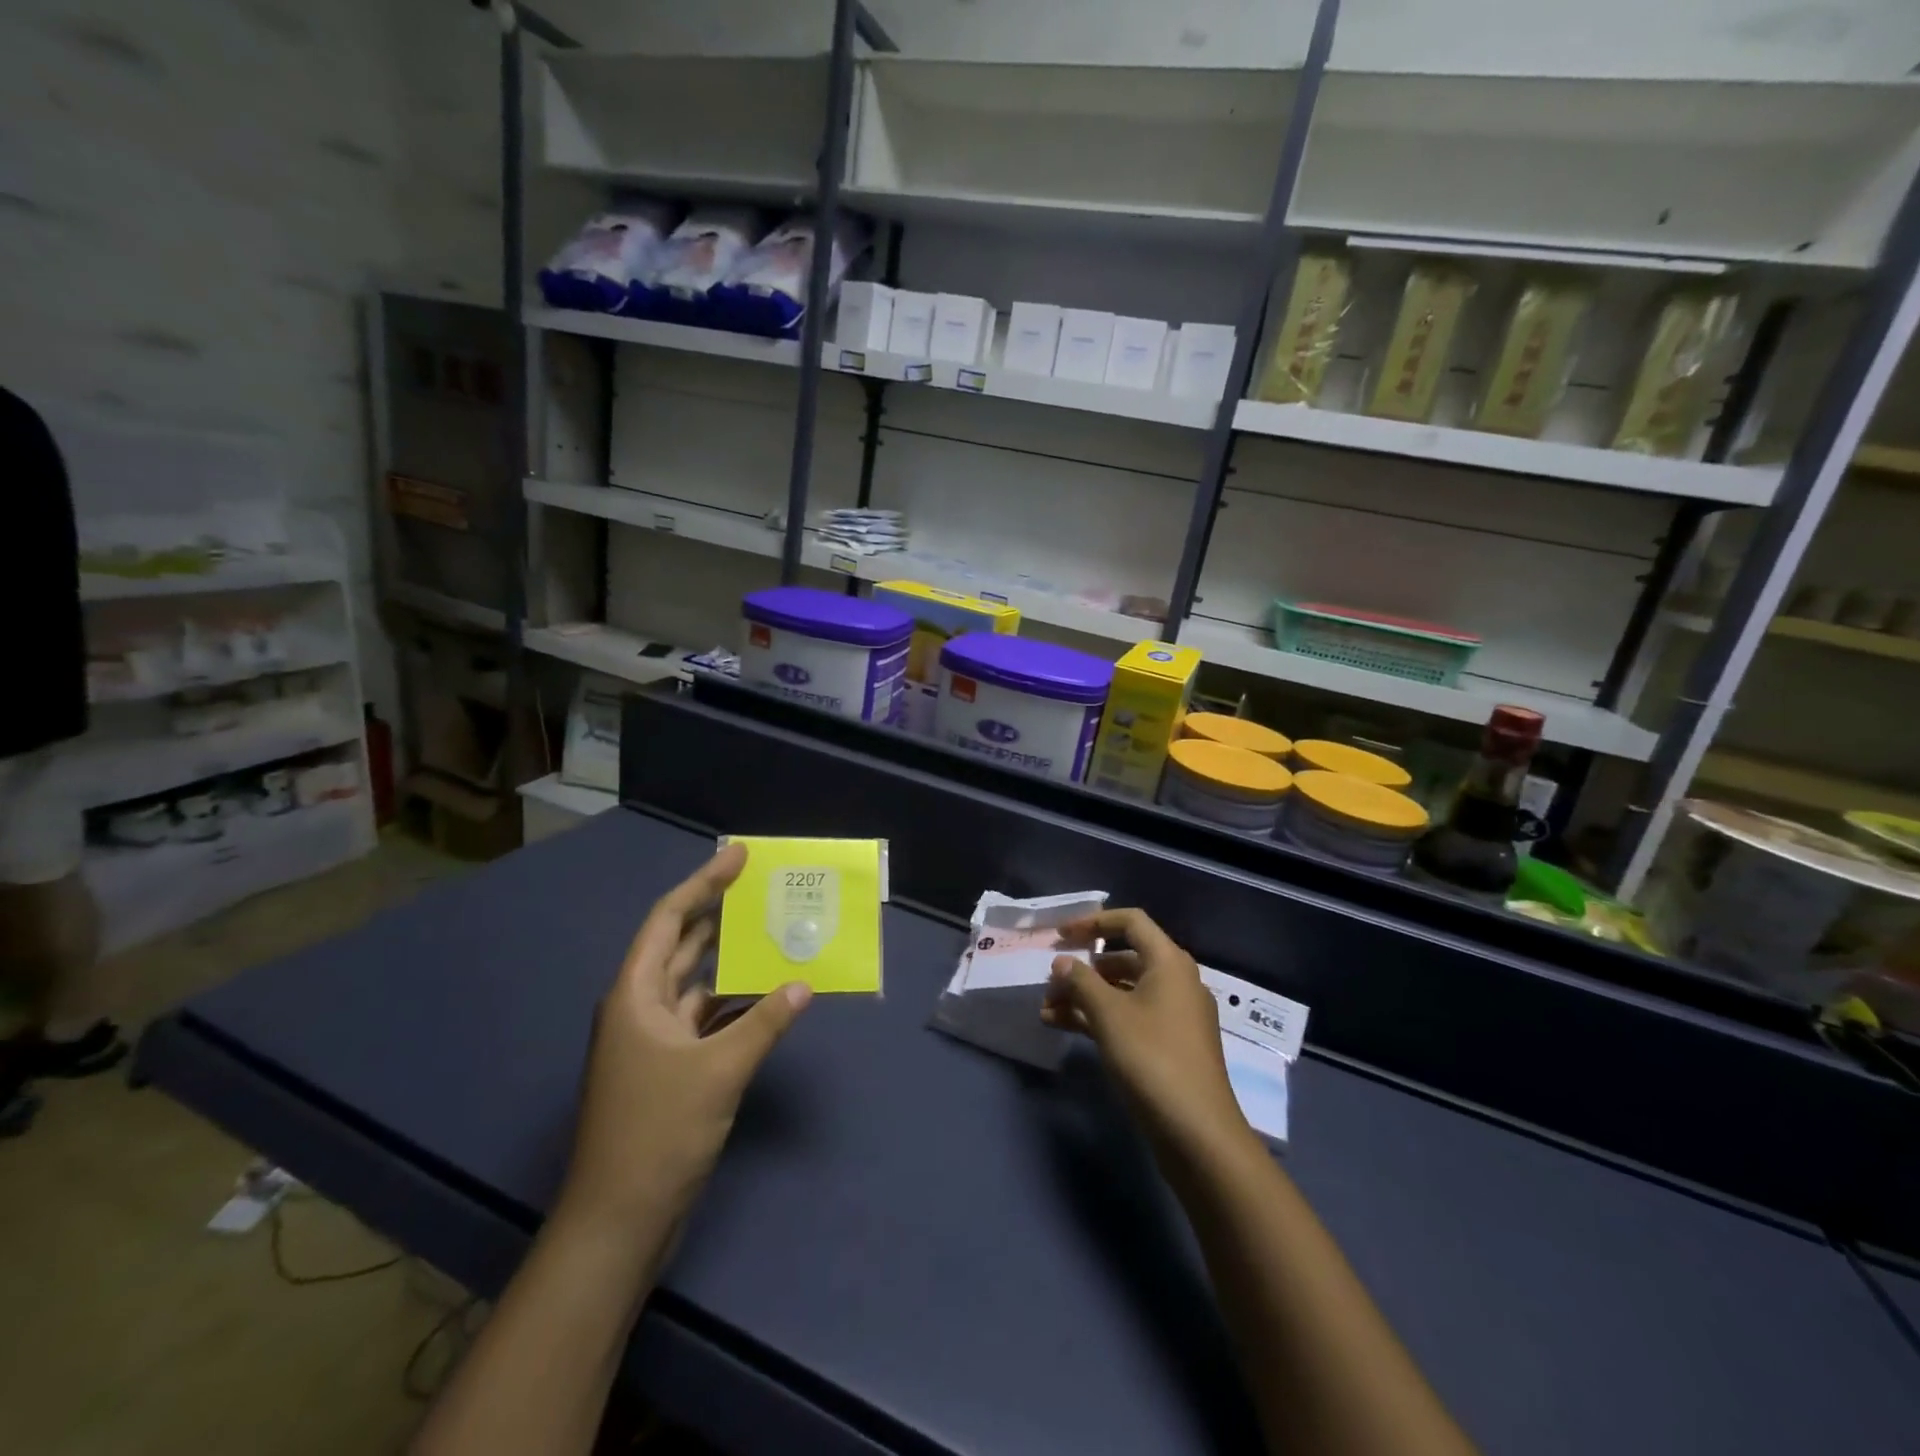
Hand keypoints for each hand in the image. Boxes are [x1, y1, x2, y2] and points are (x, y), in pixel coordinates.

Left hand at [561, 844, 811, 1229]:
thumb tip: (803, 984)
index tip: (738, 856)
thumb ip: (765, 1023)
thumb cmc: (658, 1133)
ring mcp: (653, 1041)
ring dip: (730, 959)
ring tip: (772, 930)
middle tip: (762, 886)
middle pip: (681, 944)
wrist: (618, 1221)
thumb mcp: (719, 1071)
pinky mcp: (669, 1069)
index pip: (669, 919)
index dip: (703, 883)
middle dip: (718, 913)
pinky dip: (735, 1003)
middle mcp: (640, 1008)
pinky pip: (706, 1018)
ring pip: (696, 982)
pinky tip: (767, 995)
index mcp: (635, 995)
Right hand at [1043, 908, 1250, 1159]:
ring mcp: (1174, 1016)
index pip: (1130, 922)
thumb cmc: (1152, 1059)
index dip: (1093, 922)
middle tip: (1049, 981)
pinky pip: (1129, 1017)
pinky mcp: (1168, 1046)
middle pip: (1123, 959)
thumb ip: (1081, 981)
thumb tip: (1062, 961)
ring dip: (1085, 997)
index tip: (1060, 935)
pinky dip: (1099, 1018)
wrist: (1198, 1133)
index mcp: (1169, 963)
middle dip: (1083, 969)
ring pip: (1123, 992)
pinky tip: (1063, 1027)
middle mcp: (1175, 982)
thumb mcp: (1109, 1015)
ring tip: (1046, 1010)